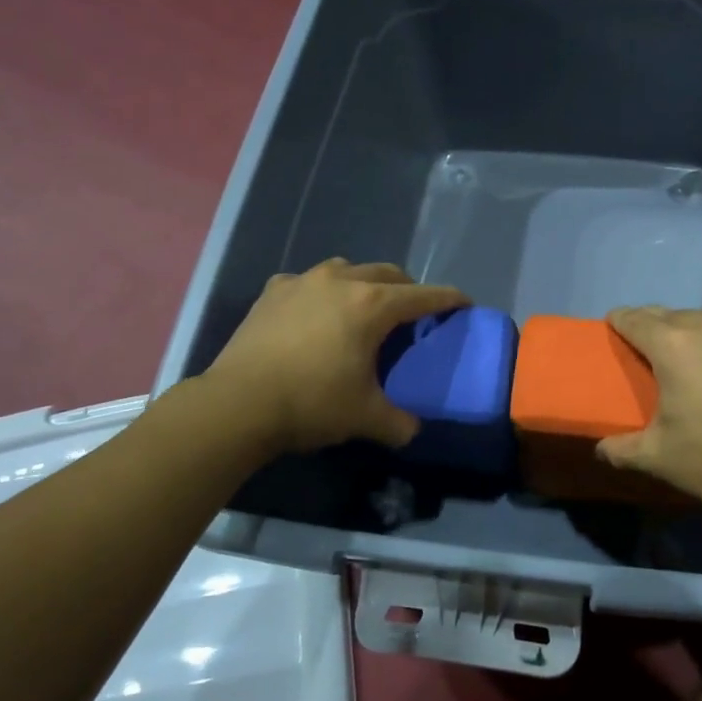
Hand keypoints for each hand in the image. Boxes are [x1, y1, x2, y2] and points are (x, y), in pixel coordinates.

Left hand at [203, 259, 468, 453]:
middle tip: (413, 312)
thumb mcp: (365, 417)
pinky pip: (309, 282)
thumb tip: (413, 431)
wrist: (237, 404)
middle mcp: (341, 281)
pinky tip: (315, 314)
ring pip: (347, 269)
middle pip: (388, 273)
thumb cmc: (311, 403)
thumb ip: (399, 423)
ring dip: (364, 283)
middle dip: (407, 288)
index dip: (448, 299)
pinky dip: (322, 292)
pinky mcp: (273, 291)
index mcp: (372, 305)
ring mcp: (303, 281)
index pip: (423, 296)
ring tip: (363, 308)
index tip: (464, 303)